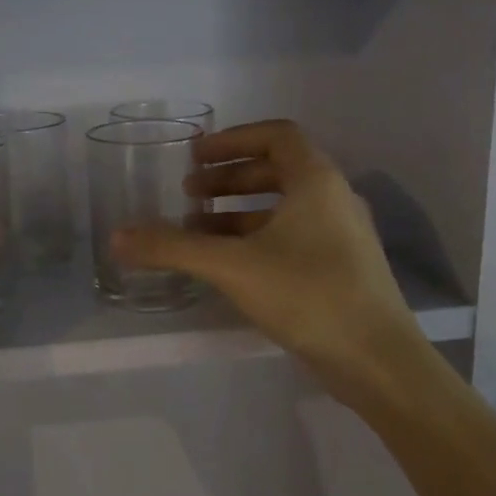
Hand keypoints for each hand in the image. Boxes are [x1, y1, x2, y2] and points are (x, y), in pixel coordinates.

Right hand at [112, 120, 426, 405]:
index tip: (196, 157)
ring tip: (197, 229)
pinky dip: (257, 238)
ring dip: (239, 211)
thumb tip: (117, 236)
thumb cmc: (309, 295)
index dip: (233, 140)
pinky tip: (228, 264)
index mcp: (316, 180)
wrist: (378, 361)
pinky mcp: (341, 267)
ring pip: (283, 207)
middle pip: (277, 169)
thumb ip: (173, 248)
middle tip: (189, 193)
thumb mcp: (232, 266)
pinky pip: (292, 235)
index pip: (276, 135)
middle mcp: (334, 198)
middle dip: (228, 178)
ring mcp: (341, 235)